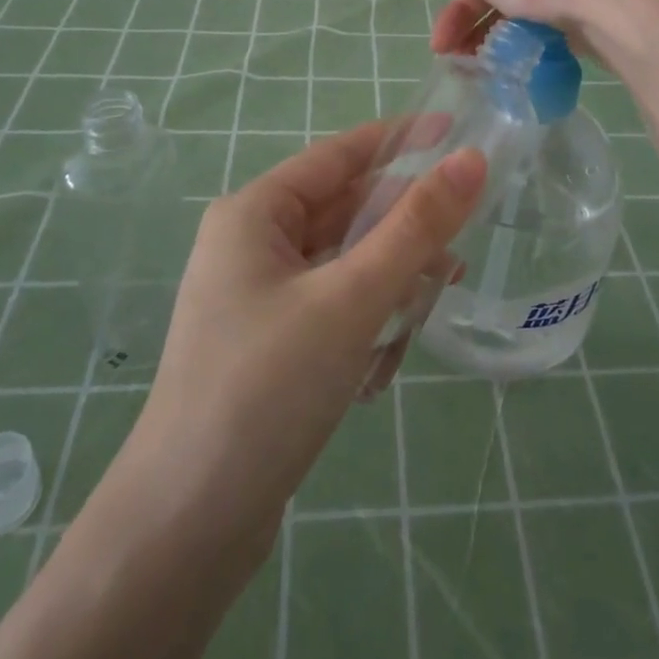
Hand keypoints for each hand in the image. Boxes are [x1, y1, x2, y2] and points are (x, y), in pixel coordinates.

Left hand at [122, 122, 484, 543]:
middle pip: (345, 212)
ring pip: (344, 265)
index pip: (338, 154)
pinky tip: (379, 369)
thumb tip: (471, 161)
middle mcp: (251, 245)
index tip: (454, 132)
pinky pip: (333, 309)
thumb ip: (415, 227)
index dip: (398, 139)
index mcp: (254, 214)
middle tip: (456, 253)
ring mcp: (258, 298)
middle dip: (400, 233)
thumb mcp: (351, 298)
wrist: (186, 526)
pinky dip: (364, 323)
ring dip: (388, 285)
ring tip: (424, 313)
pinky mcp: (270, 345)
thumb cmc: (266, 387)